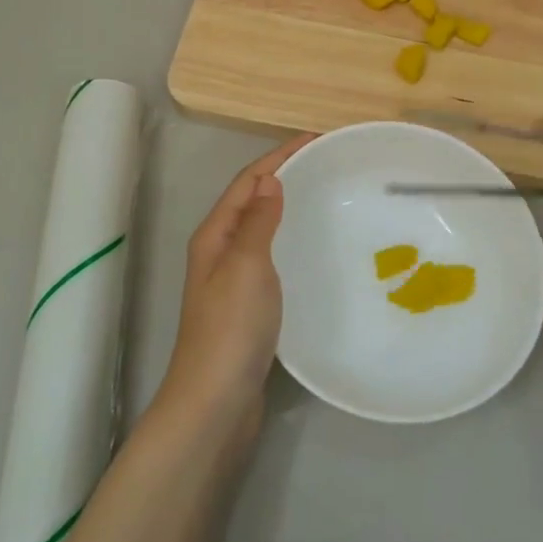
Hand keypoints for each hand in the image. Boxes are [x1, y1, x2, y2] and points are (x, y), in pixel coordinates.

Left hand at [160, 133, 313, 427]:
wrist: (216, 402)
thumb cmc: (231, 328)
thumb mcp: (245, 265)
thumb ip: (257, 221)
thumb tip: (270, 179)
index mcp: (215, 235)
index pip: (248, 181)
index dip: (279, 156)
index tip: (316, 139)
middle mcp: (220, 251)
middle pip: (253, 200)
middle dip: (285, 176)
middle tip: (327, 164)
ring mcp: (232, 280)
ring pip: (262, 228)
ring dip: (288, 207)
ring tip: (325, 197)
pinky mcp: (248, 305)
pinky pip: (271, 256)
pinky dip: (290, 240)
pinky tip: (313, 249)